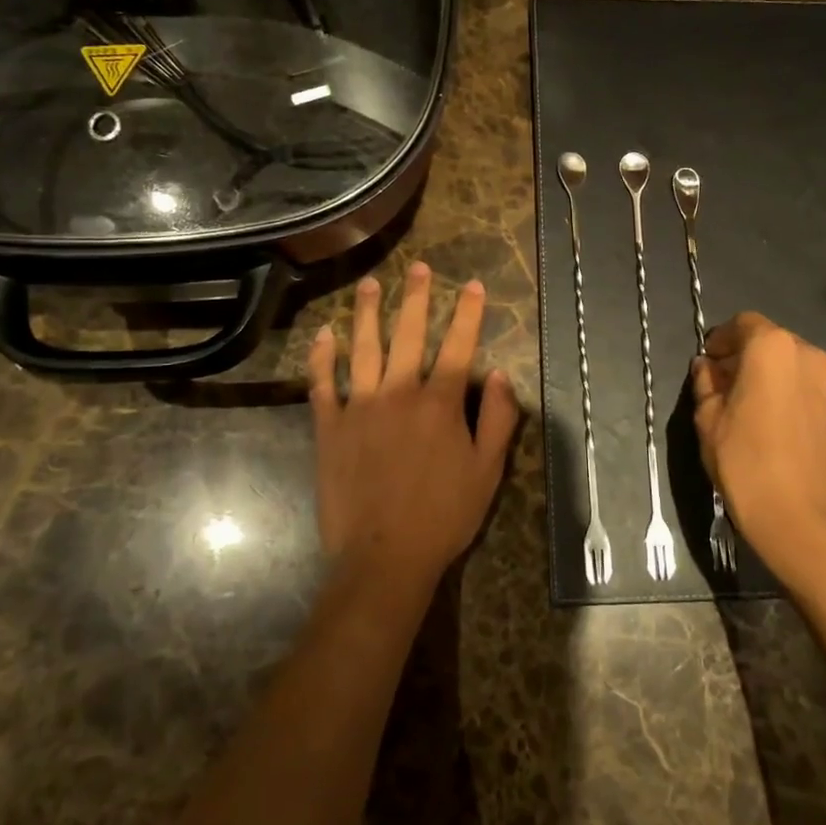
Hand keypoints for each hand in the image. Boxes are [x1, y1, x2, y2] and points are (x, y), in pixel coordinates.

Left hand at [308, 263, 519, 594]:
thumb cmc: (444, 515)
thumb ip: (499, 420)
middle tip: (417, 267)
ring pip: (364, 348)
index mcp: (441, 403)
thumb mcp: (488, 472)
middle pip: (409, 334)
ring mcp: (360, 407)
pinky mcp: (330, 427)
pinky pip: (323, 384)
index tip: (473, 285)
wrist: (384, 557)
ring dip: (368, 313)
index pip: (459, 345)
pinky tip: (325, 334)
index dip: (468, 313)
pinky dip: (322, 357)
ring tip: (370, 285)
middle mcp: (400, 393)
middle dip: (416, 298)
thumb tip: (502, 375)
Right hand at [692, 312, 825, 587]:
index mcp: (771, 347)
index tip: (707, 362)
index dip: (721, 338)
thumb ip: (706, 383)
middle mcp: (806, 354)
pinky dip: (784, 391)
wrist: (797, 517)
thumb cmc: (744, 460)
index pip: (743, 323)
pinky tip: (767, 421)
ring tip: (744, 404)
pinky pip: (803, 386)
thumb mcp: (708, 418)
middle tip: (721, 383)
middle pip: (769, 340)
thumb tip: (707, 368)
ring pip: (788, 363)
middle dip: (743, 354)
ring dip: (766, 373)